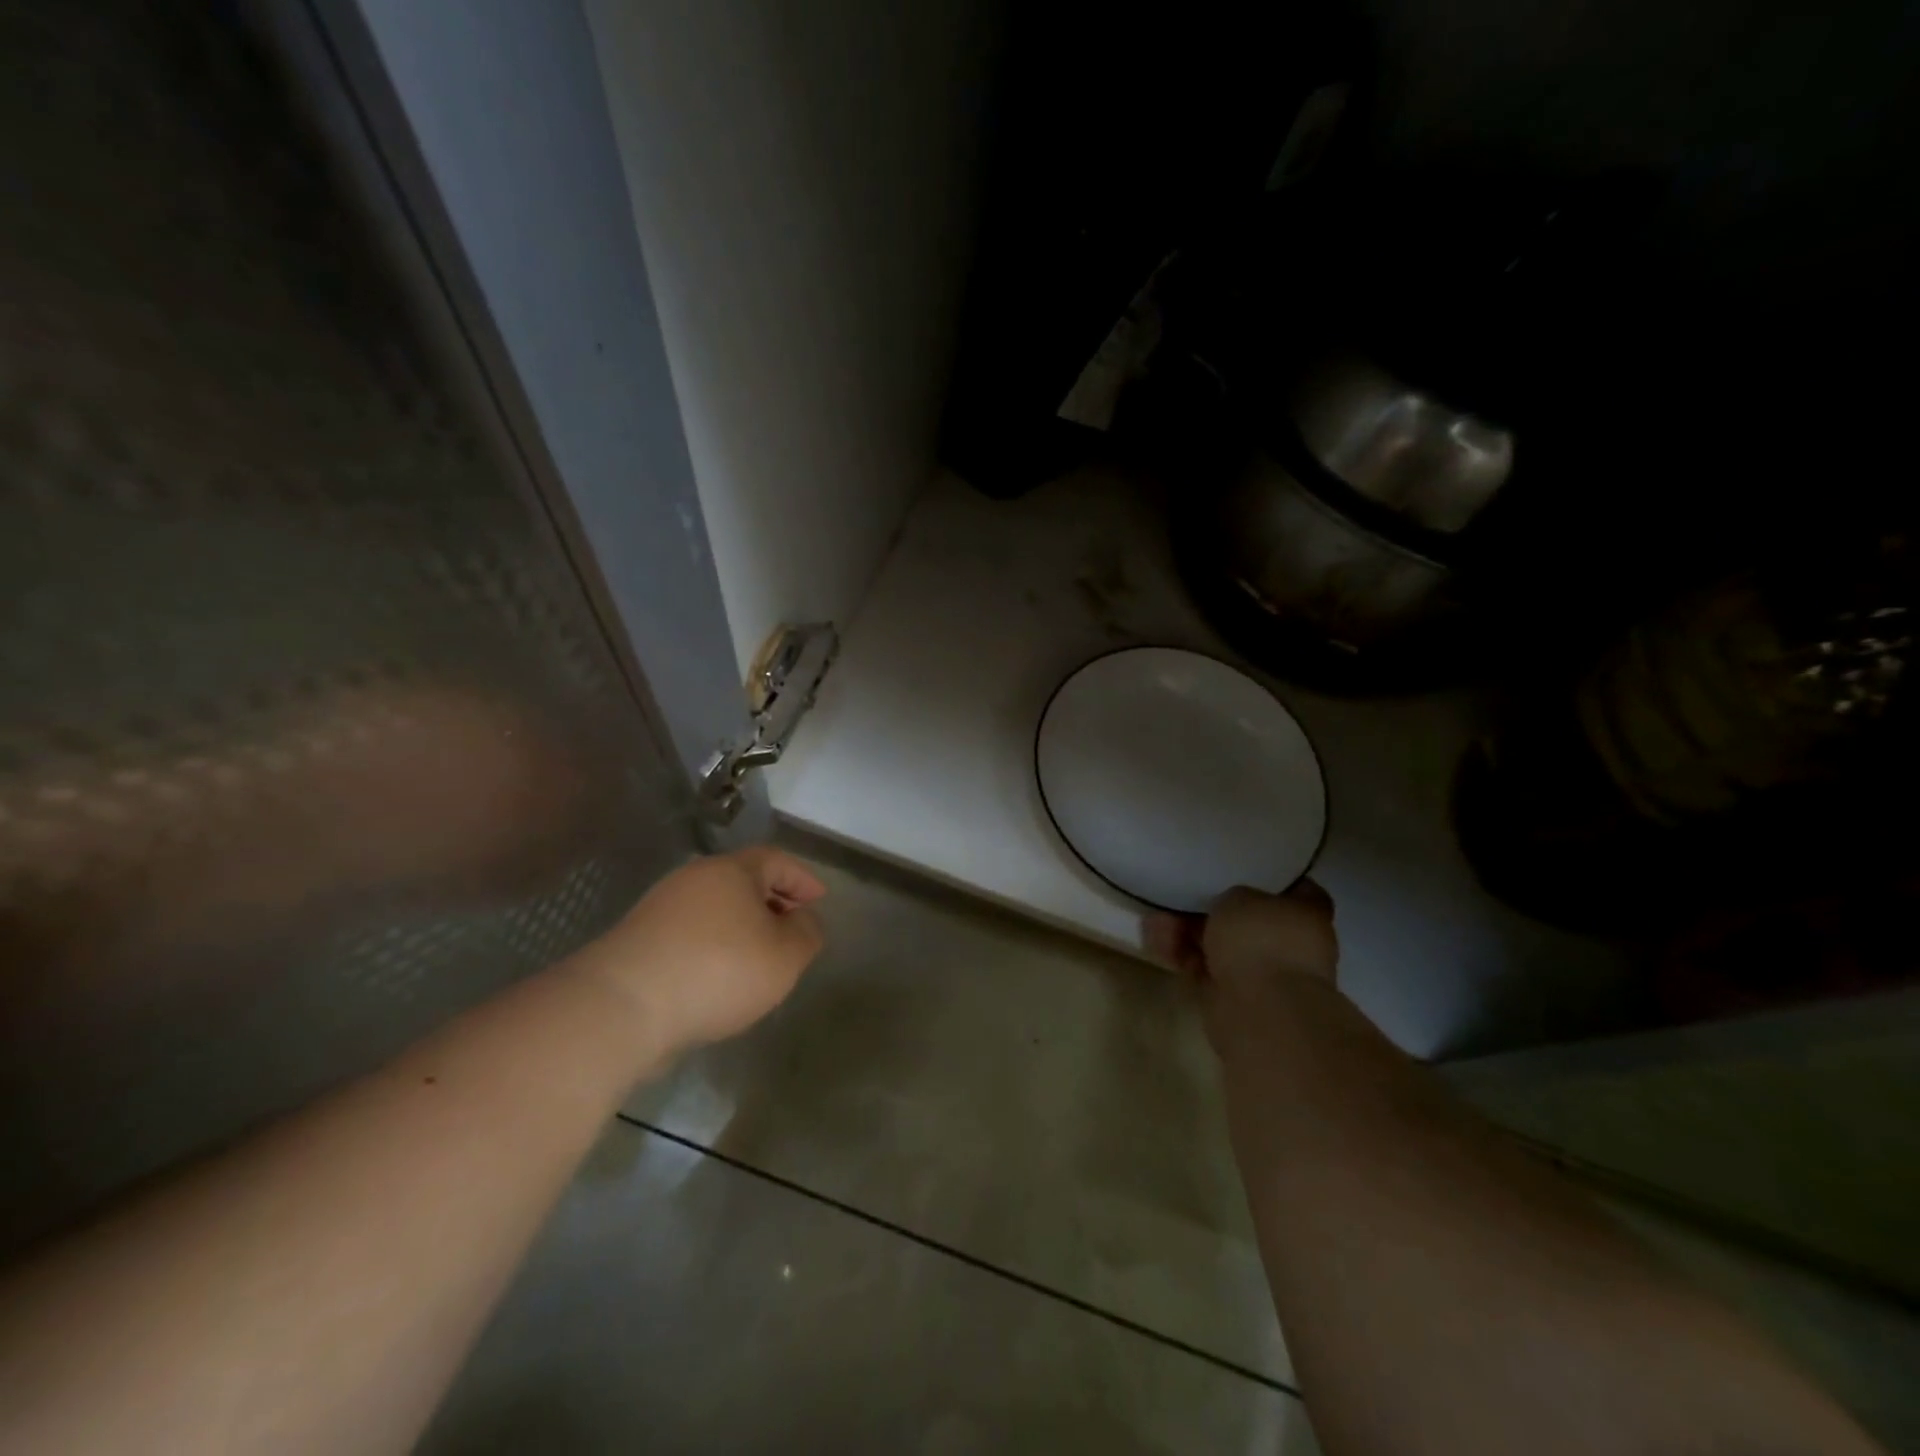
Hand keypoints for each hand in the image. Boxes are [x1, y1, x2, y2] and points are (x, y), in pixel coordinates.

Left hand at [573, 847, 826, 1057]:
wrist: (623, 1006)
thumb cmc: (719, 970)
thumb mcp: (785, 956)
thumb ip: (807, 933)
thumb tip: (804, 920)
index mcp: (732, 871)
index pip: (776, 860)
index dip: (802, 879)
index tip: (819, 901)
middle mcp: (694, 879)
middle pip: (743, 882)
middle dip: (772, 902)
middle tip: (793, 929)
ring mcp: (661, 909)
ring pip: (716, 909)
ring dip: (742, 927)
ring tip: (759, 959)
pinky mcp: (639, 942)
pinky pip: (691, 934)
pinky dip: (714, 947)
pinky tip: (720, 979)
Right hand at [1146, 881, 1339, 1043]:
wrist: (1261, 1011)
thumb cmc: (1261, 940)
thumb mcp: (1240, 896)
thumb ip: (1232, 897)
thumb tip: (1228, 909)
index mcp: (1308, 915)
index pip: (1294, 889)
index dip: (1265, 879)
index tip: (1236, 871)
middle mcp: (1290, 945)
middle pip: (1247, 920)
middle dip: (1211, 911)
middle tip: (1180, 896)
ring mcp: (1263, 974)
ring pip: (1221, 946)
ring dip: (1188, 933)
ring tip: (1156, 920)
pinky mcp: (1234, 998)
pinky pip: (1205, 968)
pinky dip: (1182, 956)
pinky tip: (1155, 940)